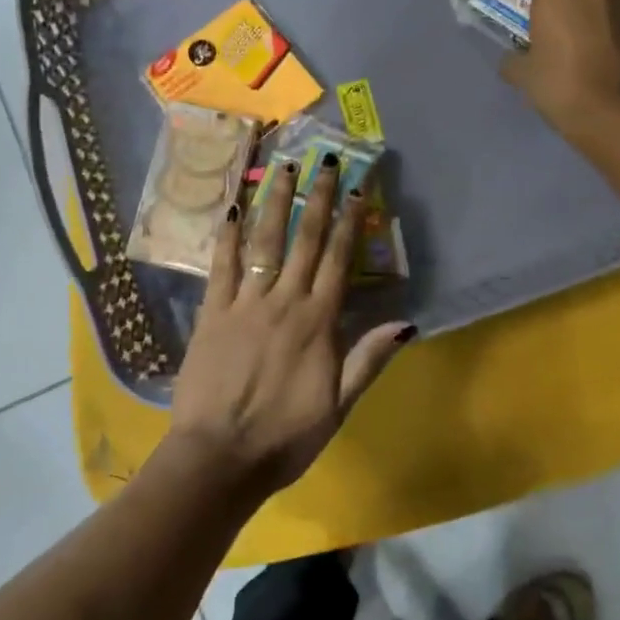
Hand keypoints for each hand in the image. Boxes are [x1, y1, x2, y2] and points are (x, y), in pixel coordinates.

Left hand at [166, 156, 414, 499]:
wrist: (219, 458)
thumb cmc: (285, 437)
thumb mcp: (339, 406)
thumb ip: (369, 360)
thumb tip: (407, 323)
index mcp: (318, 323)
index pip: (339, 261)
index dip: (350, 223)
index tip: (357, 189)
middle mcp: (284, 301)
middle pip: (305, 240)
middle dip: (317, 198)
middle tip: (325, 161)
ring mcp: (245, 303)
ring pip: (265, 242)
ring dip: (275, 202)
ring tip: (282, 167)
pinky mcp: (213, 313)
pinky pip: (222, 266)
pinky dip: (228, 237)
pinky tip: (233, 208)